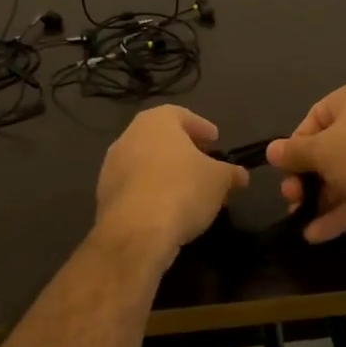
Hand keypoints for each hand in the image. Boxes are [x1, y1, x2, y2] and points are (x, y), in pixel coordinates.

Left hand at [95, 105, 248, 264]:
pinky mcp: (105, 195)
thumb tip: (240, 175)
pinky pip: (136, 186)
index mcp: (156, 122)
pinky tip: (168, 209)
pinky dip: (152, 191)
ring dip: (167, 173)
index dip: (201, 127)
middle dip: (184, 151)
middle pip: (162, 139)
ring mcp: (111, 166)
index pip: (181, 115)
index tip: (215, 140)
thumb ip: (231, 173)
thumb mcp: (219, 180)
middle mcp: (129, 136)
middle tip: (205, 165)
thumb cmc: (182, 190)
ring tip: (190, 192)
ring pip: (147, 163)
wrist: (136, 232)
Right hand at [267, 81, 345, 242]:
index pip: (315, 116)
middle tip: (290, 196)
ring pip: (344, 175)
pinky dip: (339, 212)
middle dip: (305, 176)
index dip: (296, 143)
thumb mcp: (321, 151)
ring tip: (298, 218)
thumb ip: (294, 152)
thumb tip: (272, 151)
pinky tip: (315, 235)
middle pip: (328, 149)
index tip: (285, 167)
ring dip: (319, 198)